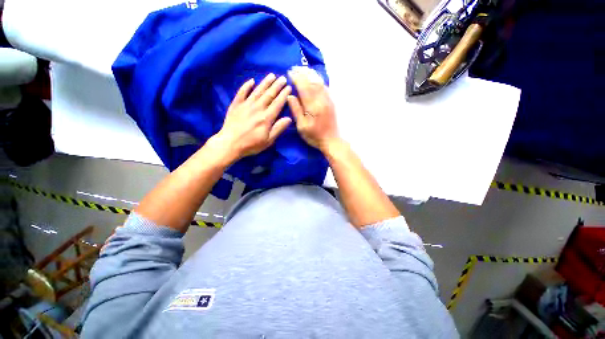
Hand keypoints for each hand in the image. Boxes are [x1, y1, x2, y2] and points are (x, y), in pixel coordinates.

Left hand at [213, 73, 291, 161]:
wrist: (230, 143)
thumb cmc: (251, 144)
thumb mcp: (268, 140)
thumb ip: (278, 128)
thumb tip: (289, 118)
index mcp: (266, 118)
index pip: (277, 103)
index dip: (283, 95)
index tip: (288, 87)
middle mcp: (257, 108)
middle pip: (269, 95)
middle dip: (277, 86)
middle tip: (283, 78)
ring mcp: (246, 105)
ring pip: (257, 91)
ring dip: (265, 82)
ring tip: (272, 75)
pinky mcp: (236, 105)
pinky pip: (242, 92)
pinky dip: (246, 86)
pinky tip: (251, 81)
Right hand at [286, 67, 339, 151]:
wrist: (331, 141)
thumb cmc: (314, 136)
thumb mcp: (302, 126)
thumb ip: (296, 110)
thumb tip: (290, 96)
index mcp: (313, 106)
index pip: (304, 87)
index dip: (296, 78)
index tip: (289, 72)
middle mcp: (321, 100)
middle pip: (312, 81)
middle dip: (303, 73)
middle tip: (294, 68)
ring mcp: (328, 100)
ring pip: (319, 82)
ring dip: (311, 74)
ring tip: (303, 70)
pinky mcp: (331, 102)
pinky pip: (325, 87)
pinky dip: (318, 80)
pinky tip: (314, 79)